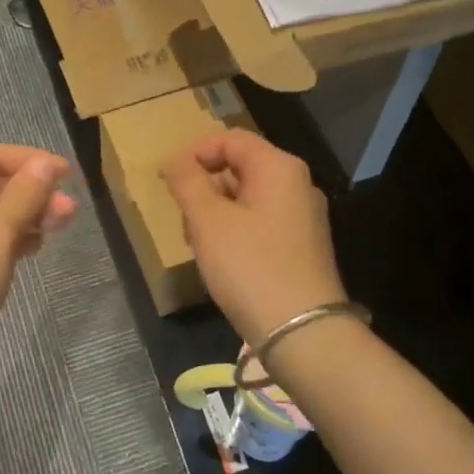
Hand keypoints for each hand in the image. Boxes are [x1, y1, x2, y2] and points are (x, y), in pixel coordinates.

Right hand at [163, 129, 345, 349]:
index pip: (231, 139)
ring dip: (216, 212)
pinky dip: (235, 230)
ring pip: (248, 197)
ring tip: (197, 243)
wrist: (302, 333)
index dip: (196, 153)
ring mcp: (303, 217)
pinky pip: (261, 222)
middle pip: (241, 167)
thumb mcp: (208, 221)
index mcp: (279, 168)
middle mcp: (297, 185)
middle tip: (183, 216)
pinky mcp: (302, 246)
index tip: (170, 181)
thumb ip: (187, 182)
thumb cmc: (250, 267)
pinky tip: (221, 259)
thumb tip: (176, 161)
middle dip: (205, 187)